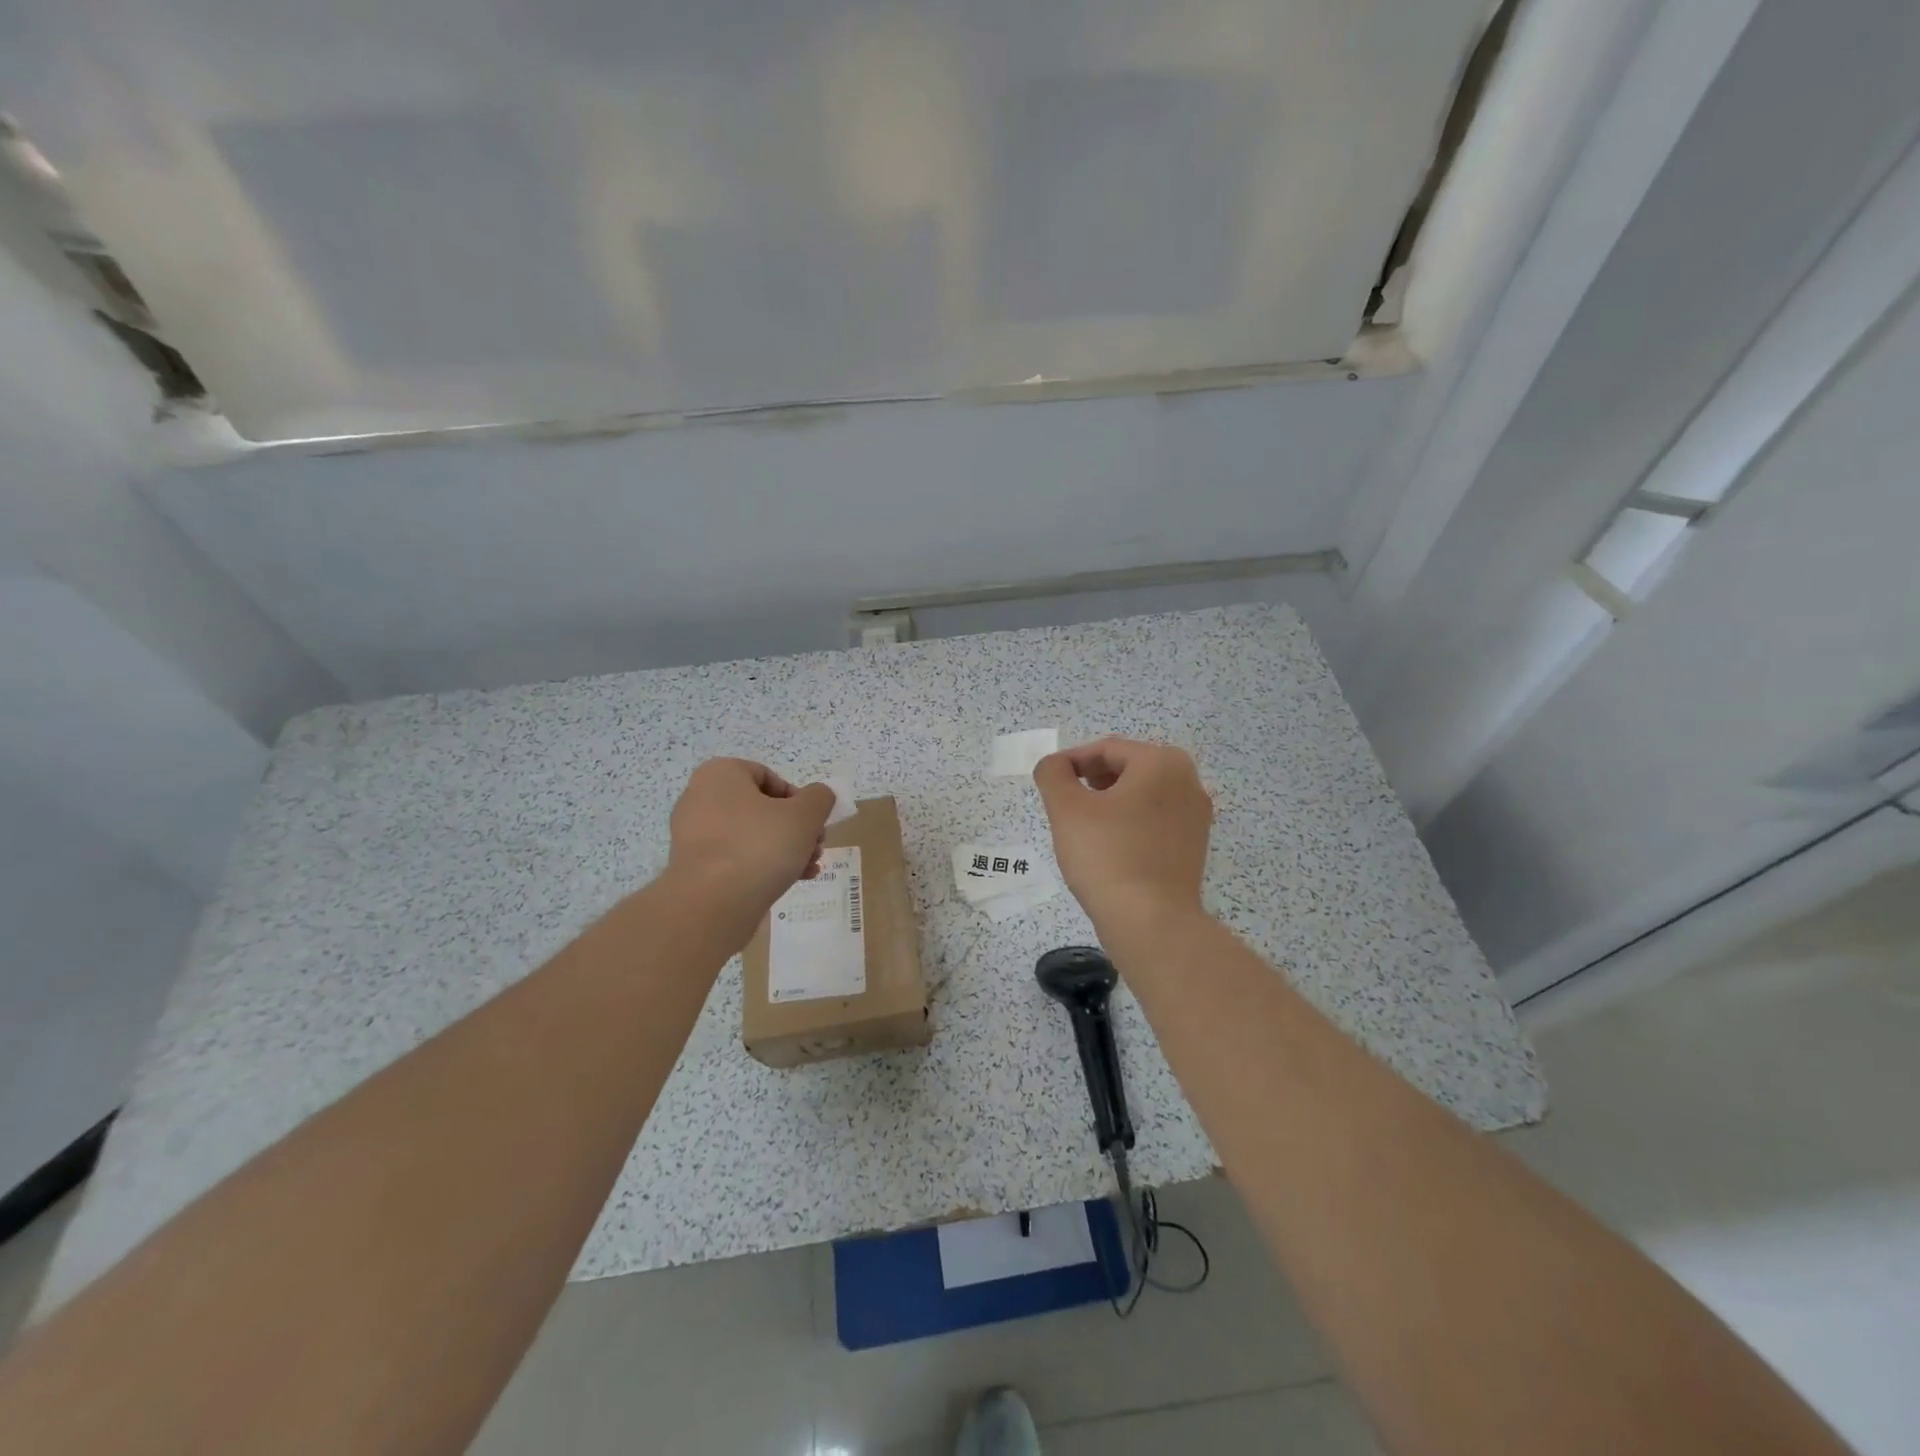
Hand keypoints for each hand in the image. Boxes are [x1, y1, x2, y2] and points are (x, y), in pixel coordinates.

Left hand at [667, 759, 836, 918]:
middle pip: (761, 808)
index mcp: (720, 775)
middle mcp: (699, 798)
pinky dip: (762, 866)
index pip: (768, 776)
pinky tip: (790, 882)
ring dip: (784, 848)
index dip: (798, 798)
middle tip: (816, 846)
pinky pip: (735, 858)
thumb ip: (820, 798)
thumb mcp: (806, 815)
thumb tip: (819, 796)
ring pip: (750, 835)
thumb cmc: (760, 846)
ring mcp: (693, 836)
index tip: (813, 822)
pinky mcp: (694, 868)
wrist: (711, 906)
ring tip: (808, 867)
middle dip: (795, 828)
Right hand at [1033, 737, 1211, 933]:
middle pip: (1128, 768)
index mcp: (1162, 762)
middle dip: (1092, 781)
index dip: (1071, 762)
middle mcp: (1188, 781)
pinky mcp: (1195, 846)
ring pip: (1142, 795)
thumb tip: (1054, 765)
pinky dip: (1130, 823)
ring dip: (1110, 802)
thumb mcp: (1066, 808)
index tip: (1049, 782)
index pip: (1106, 749)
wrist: (1151, 922)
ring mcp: (1196, 816)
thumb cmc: (1107, 856)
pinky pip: (1155, 820)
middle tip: (1065, 803)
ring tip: (1083, 826)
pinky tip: (1109, 847)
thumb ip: (1053, 774)